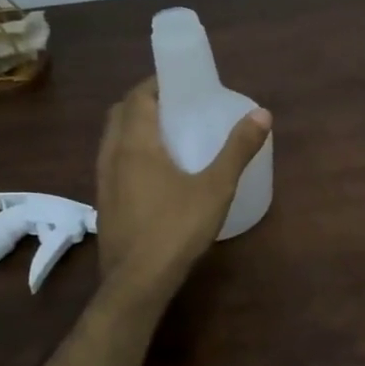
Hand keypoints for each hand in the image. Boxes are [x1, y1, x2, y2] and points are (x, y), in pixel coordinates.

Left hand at [95, 78, 271, 298]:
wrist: (137, 282)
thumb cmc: (176, 229)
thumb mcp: (216, 188)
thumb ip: (238, 149)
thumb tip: (262, 114)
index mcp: (135, 143)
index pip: (138, 96)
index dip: (157, 84)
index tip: (181, 83)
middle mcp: (112, 155)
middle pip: (121, 114)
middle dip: (145, 103)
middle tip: (176, 107)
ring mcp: (103, 181)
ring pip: (113, 139)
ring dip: (134, 128)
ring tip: (167, 136)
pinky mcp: (104, 203)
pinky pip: (113, 163)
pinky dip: (129, 153)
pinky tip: (155, 173)